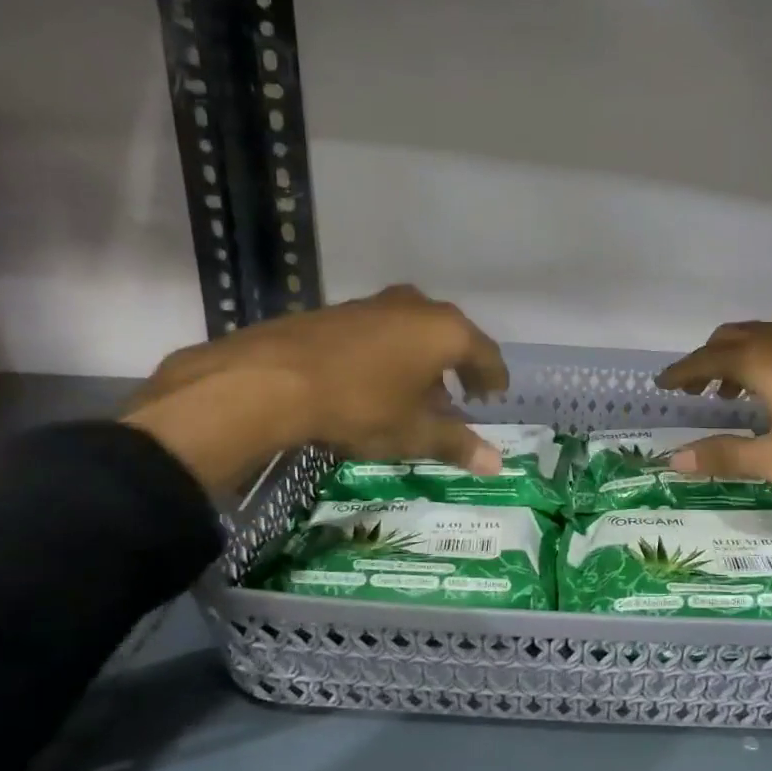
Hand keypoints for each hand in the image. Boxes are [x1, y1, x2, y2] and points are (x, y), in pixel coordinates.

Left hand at [123, 285, 507, 492]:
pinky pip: (384, 331)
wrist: (273, 379)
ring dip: (423, 361)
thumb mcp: (413, 432)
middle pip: (451, 337)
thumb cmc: (361, 405)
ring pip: (415, 332)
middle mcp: (417, 307)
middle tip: (459, 398)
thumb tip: (498, 466)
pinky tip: (377, 381)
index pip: (485, 353)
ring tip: (417, 395)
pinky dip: (392, 353)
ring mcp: (377, 304)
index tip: (495, 396)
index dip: (494, 378)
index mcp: (446, 331)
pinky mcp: (342, 310)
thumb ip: (457, 444)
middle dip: (457, 368)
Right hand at [656, 320, 771, 501]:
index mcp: (763, 362)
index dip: (682, 371)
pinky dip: (765, 355)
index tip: (662, 383)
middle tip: (694, 388)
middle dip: (707, 358)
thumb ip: (726, 456)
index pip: (707, 359)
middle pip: (732, 337)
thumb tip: (674, 460)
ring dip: (737, 355)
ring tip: (732, 390)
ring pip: (761, 334)